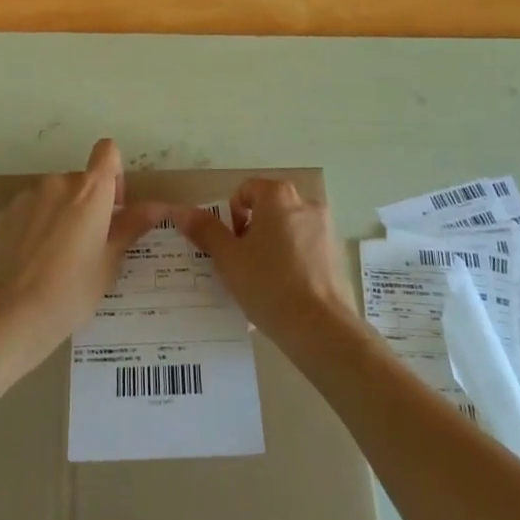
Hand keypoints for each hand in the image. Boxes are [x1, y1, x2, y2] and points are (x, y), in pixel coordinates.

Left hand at [0, 138, 162, 366]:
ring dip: (57, 215)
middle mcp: (57, 183)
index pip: (107, 151)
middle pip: (79, 181)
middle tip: (86, 246)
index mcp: (90, 191)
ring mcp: (26, 197)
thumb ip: (132, 226)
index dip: (113, 173)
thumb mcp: (109, 262)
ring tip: (53, 259)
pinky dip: (31, 228)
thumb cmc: (72, 291)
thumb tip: (159, 206)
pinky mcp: (1, 215)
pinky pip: (25, 212)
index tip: (113, 206)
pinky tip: (28, 263)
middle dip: (85, 205)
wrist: (11, 316)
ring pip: (51, 197)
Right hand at [174, 178, 350, 347]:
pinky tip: (284, 292)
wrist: (320, 328)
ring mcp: (326, 229)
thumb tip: (182, 211)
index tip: (229, 245)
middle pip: (269, 209)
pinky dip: (293, 262)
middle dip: (252, 231)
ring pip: (288, 230)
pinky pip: (306, 249)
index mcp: (278, 196)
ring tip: (262, 281)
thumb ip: (205, 230)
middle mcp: (306, 203)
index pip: (246, 190)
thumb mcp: (228, 258)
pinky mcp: (337, 255)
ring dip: (272, 246)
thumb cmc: (268, 284)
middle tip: (241, 263)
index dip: (231, 215)